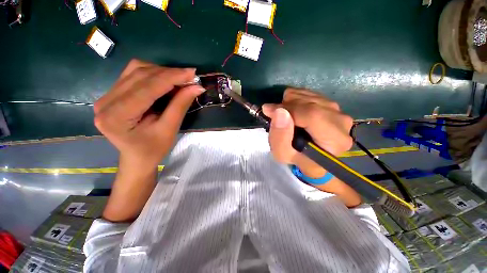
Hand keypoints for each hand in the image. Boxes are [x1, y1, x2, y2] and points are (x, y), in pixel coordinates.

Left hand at [94, 59, 204, 170]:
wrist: (137, 157)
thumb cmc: (154, 149)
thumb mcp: (169, 129)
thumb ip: (180, 105)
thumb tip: (196, 87)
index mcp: (117, 116)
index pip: (147, 87)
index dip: (172, 77)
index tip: (192, 73)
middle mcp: (105, 102)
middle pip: (139, 75)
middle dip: (168, 73)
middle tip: (189, 77)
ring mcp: (106, 96)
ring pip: (135, 70)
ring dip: (161, 72)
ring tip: (179, 80)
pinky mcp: (112, 94)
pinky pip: (133, 75)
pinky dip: (153, 75)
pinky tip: (165, 82)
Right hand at [262, 88, 353, 177]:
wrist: (308, 154)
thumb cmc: (296, 157)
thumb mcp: (282, 154)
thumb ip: (280, 136)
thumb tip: (280, 112)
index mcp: (335, 140)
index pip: (312, 115)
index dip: (288, 109)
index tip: (268, 110)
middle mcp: (342, 123)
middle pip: (311, 103)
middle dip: (287, 105)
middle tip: (274, 113)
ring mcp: (338, 111)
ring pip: (309, 96)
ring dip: (290, 102)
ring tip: (283, 114)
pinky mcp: (331, 104)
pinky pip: (310, 93)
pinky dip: (295, 99)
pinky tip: (291, 110)